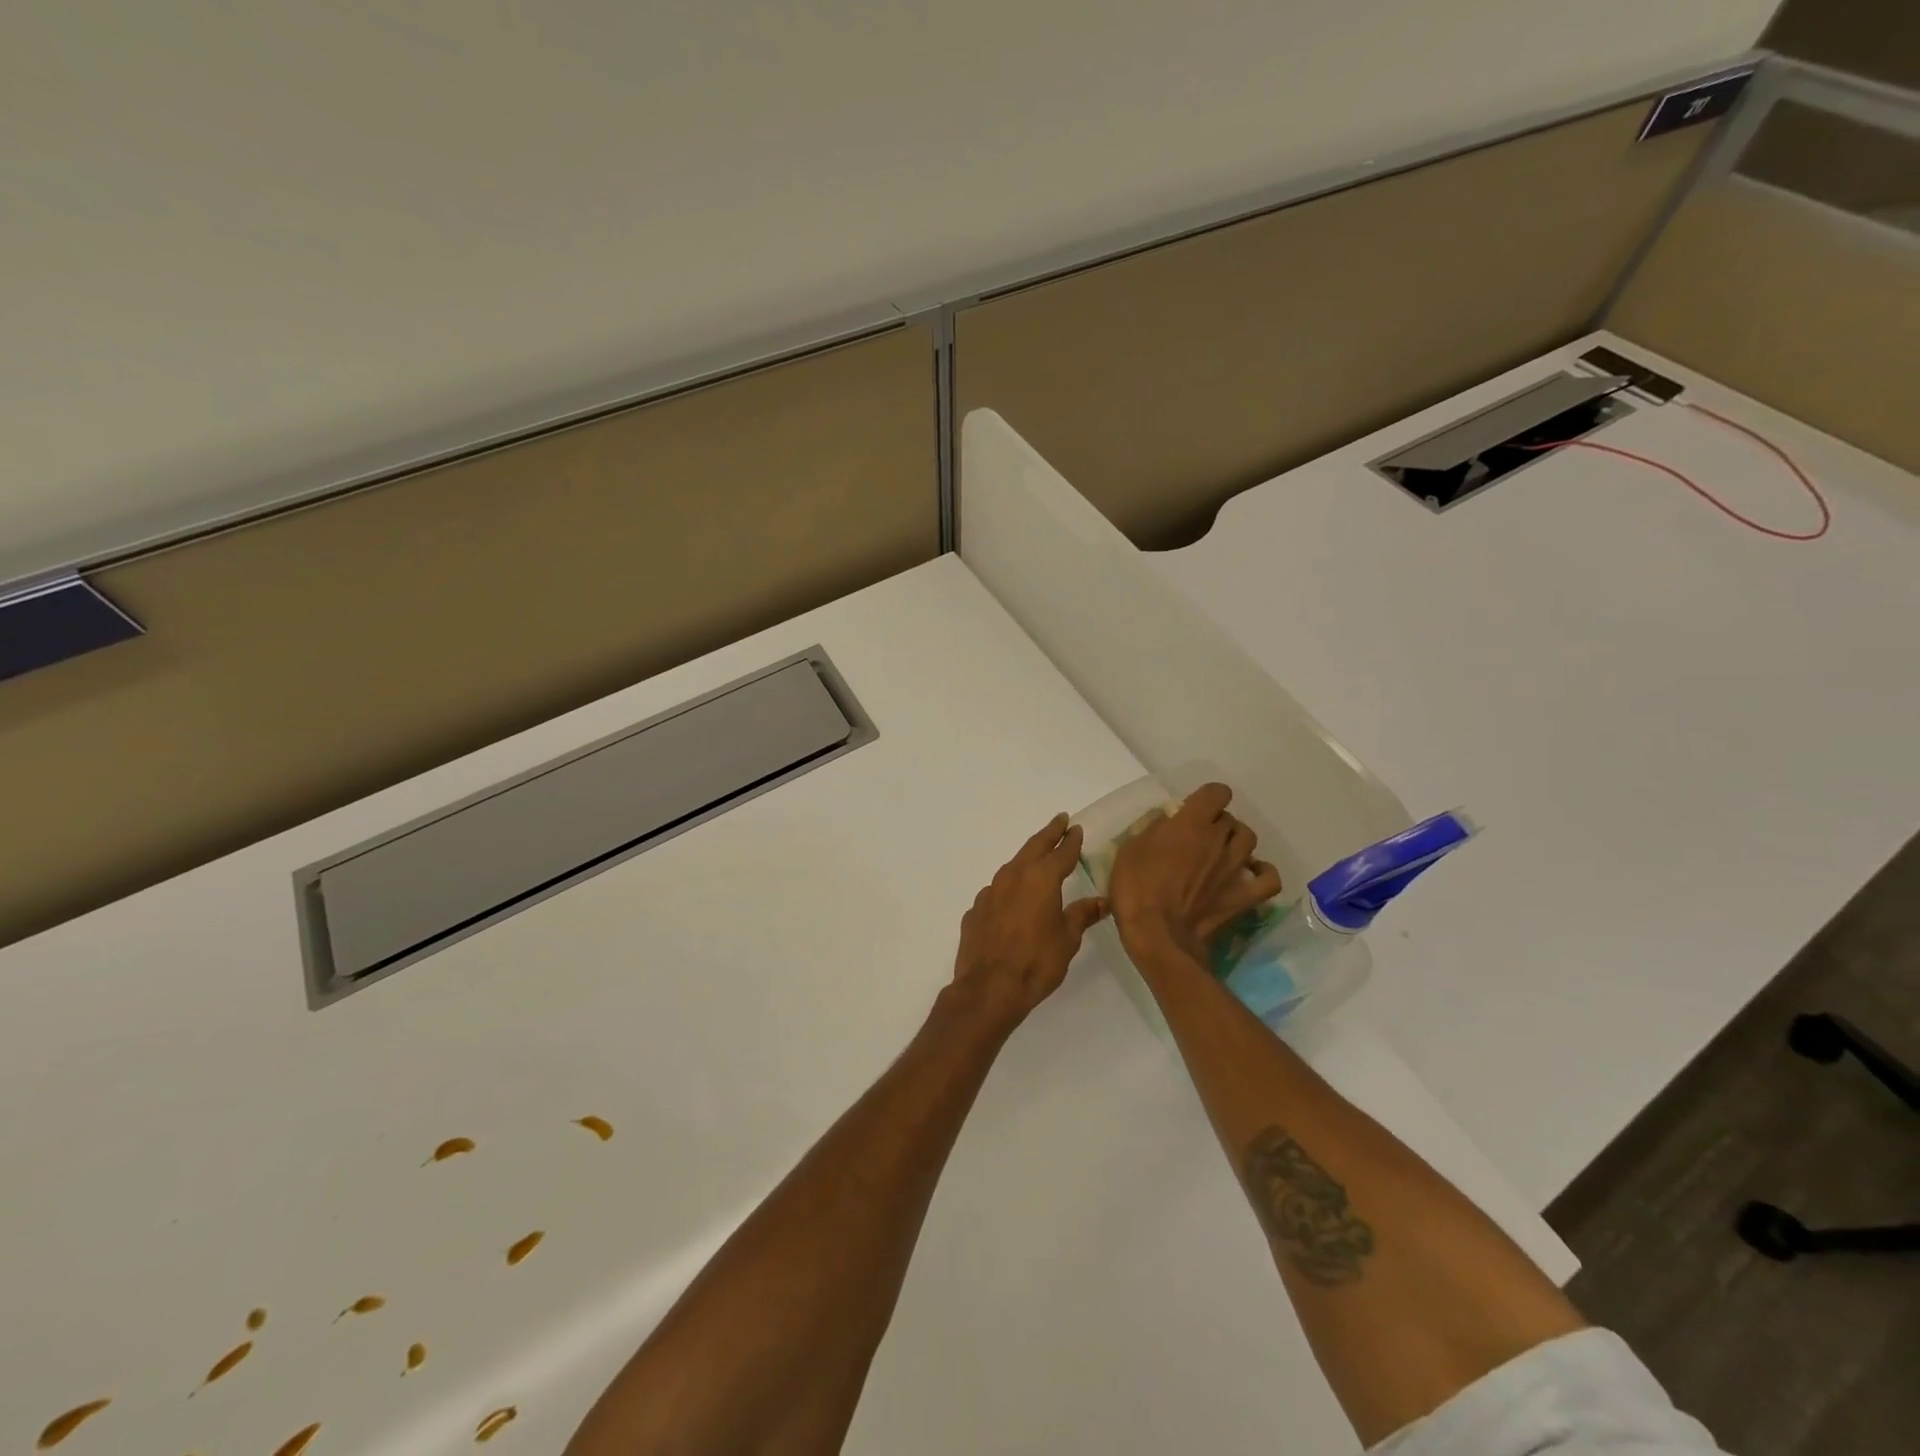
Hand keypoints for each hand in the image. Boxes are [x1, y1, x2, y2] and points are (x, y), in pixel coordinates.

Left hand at [949, 814, 1107, 1029]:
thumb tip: (1102, 901)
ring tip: (1037, 858)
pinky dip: (1008, 888)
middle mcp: (1013, 876)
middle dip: (1048, 834)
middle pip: (1033, 847)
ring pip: (1012, 866)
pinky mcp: (976, 909)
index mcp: (1041, 878)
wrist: (989, 988)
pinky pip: (996, 891)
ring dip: (1026, 859)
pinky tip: (1012, 900)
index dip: (1071, 840)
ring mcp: (990, 891)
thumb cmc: (1037, 962)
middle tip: (1059, 822)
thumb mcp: (1068, 939)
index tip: (1075, 828)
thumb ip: (1082, 915)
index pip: (1061, 852)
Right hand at [1108, 783, 1281, 959]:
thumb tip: (1168, 821)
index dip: (1207, 797)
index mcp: (1191, 823)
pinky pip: (1269, 878)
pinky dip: (1262, 871)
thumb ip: (1153, 829)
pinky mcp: (1244, 896)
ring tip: (1221, 852)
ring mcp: (1236, 869)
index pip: (1216, 792)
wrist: (1158, 936)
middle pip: (1229, 818)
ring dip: (1236, 841)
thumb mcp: (1130, 849)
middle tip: (1196, 838)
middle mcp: (1219, 840)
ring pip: (1249, 840)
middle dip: (1215, 823)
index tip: (1191, 810)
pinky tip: (1250, 872)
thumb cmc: (1136, 889)